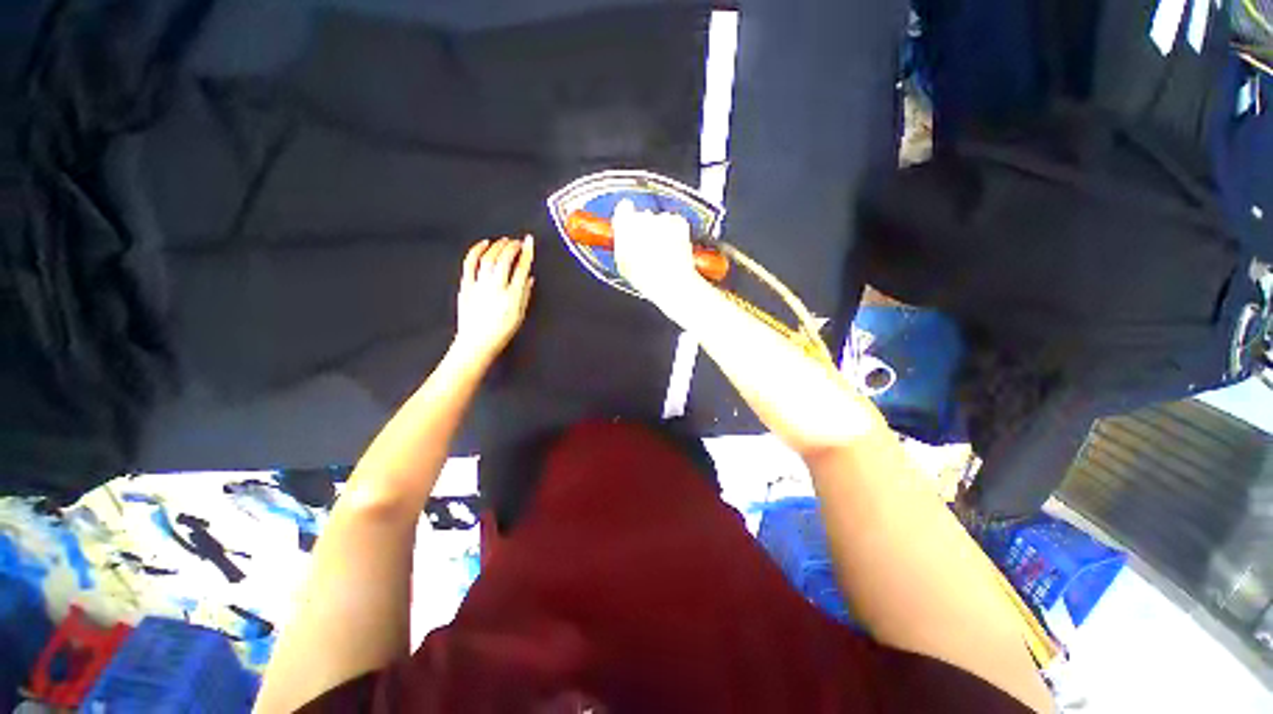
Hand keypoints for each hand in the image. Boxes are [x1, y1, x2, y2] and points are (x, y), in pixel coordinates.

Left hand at [453, 235, 534, 364]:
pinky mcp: (467, 286)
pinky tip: (483, 244)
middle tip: (517, 242)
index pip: (521, 268)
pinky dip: (476, 250)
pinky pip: (470, 263)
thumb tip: (528, 278)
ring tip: (504, 241)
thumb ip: (525, 294)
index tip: (529, 242)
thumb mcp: (520, 315)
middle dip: (512, 246)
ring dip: (497, 246)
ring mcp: (479, 286)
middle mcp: (496, 288)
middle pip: (504, 259)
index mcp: (512, 296)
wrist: (477, 343)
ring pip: (488, 258)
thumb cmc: (500, 332)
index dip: (526, 252)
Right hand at [612, 199, 705, 305]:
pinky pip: (675, 223)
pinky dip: (675, 232)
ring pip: (660, 220)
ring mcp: (663, 218)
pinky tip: (673, 249)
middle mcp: (644, 216)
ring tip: (662, 253)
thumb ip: (621, 245)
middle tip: (647, 248)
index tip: (628, 225)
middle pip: (642, 216)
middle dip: (645, 228)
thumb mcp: (622, 264)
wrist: (670, 281)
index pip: (623, 208)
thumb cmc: (645, 277)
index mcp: (625, 224)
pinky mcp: (679, 222)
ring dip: (661, 232)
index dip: (626, 218)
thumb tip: (622, 241)